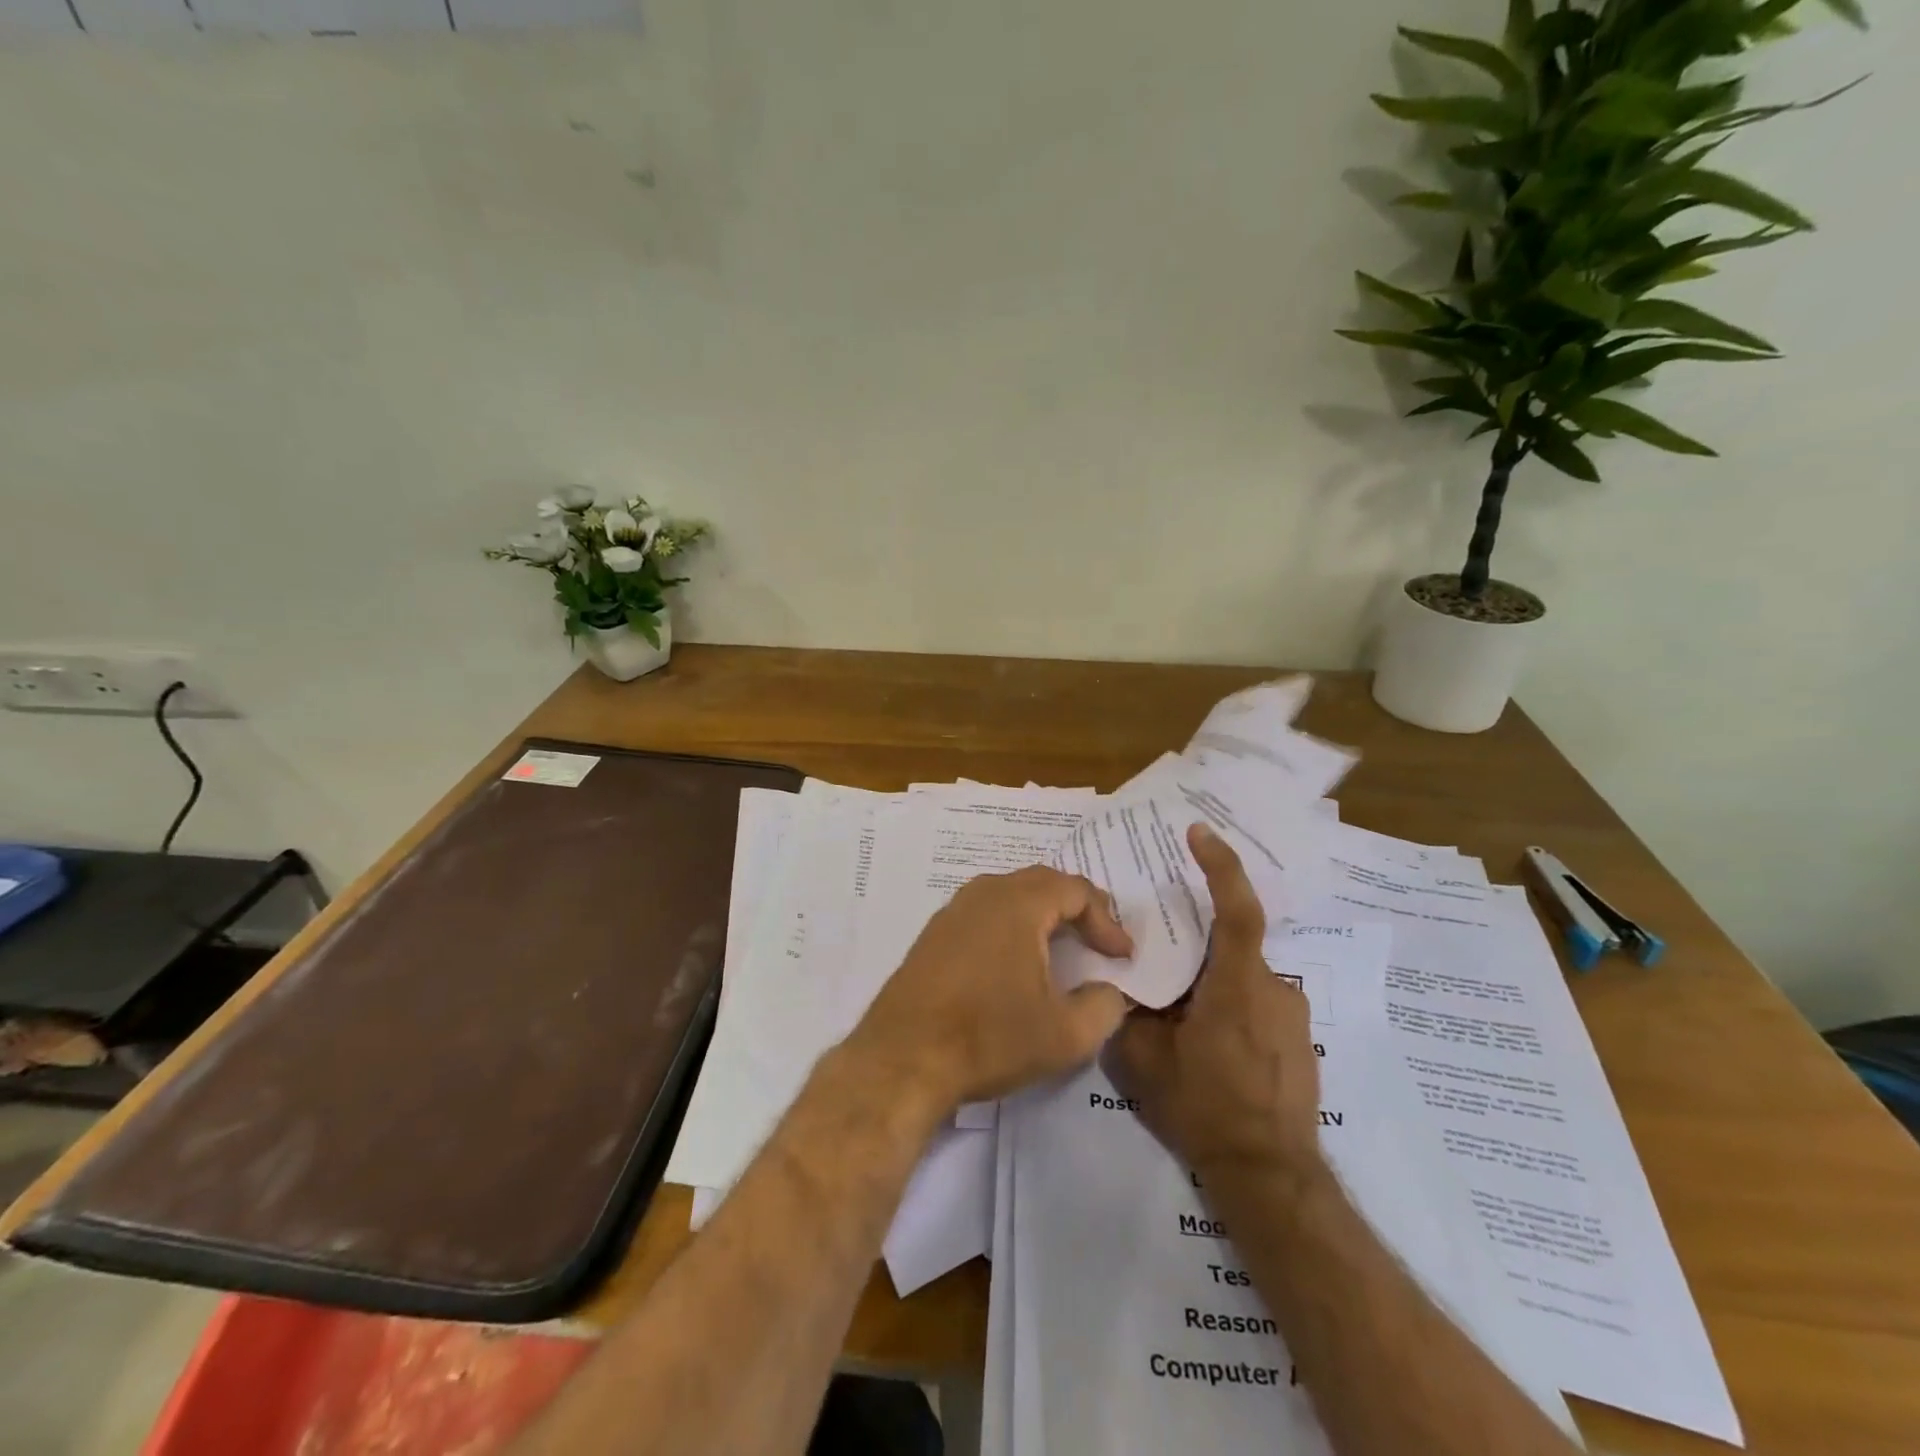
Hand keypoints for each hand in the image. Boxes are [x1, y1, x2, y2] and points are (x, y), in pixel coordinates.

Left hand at [848, 866, 1134, 1112]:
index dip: (1106, 920)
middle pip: (1041, 883)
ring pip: (1009, 896)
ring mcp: (952, 912)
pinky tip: (1013, 963)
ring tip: (1060, 947)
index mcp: (1018, 904)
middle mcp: (984, 894)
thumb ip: (1104, 1007)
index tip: (1122, 956)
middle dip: (1076, 908)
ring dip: (1041, 915)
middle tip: (1098, 940)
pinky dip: (1010, 927)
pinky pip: (983, 915)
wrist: (903, 1058)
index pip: (1075, 890)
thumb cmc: (989, 1038)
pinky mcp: (932, 936)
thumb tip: (1109, 991)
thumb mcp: (1066, 1035)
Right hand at [1105, 823, 1322, 1175]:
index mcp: (1237, 986)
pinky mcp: (1298, 1041)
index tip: (1199, 833)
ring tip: (1181, 1019)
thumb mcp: (1145, 1060)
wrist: (1270, 1177)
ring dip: (1211, 983)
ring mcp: (1292, 1016)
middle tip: (1162, 964)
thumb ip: (1128, 1012)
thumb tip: (1117, 981)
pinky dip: (1230, 1006)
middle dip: (1197, 944)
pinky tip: (1209, 1045)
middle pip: (1233, 943)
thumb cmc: (1205, 1109)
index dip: (1220, 866)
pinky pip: (1257, 1002)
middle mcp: (1273, 989)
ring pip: (1243, 977)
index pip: (1236, 910)